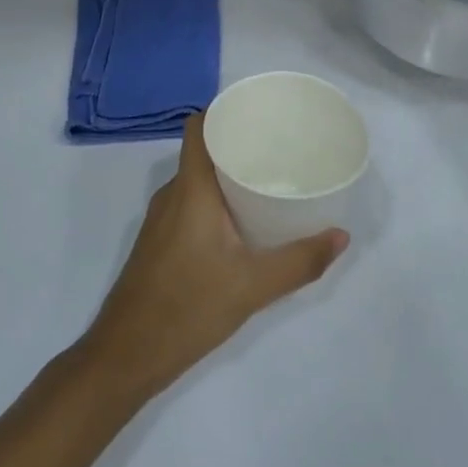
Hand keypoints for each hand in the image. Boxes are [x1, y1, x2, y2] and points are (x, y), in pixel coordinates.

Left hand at [78, 113, 346, 401]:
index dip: (224, 111)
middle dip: (237, 144)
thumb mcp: (253, 286)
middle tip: (279, 149)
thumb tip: (341, 236)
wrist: (126, 355)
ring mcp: (161, 219)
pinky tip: (242, 221)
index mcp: (190, 189)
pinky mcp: (160, 241)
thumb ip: (299, 261)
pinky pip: (190, 203)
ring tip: (268, 180)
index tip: (259, 115)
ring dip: (227, 175)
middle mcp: (172, 194)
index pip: (199, 127)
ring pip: (196, 180)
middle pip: (202, 151)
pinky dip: (215, 199)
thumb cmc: (187, 308)